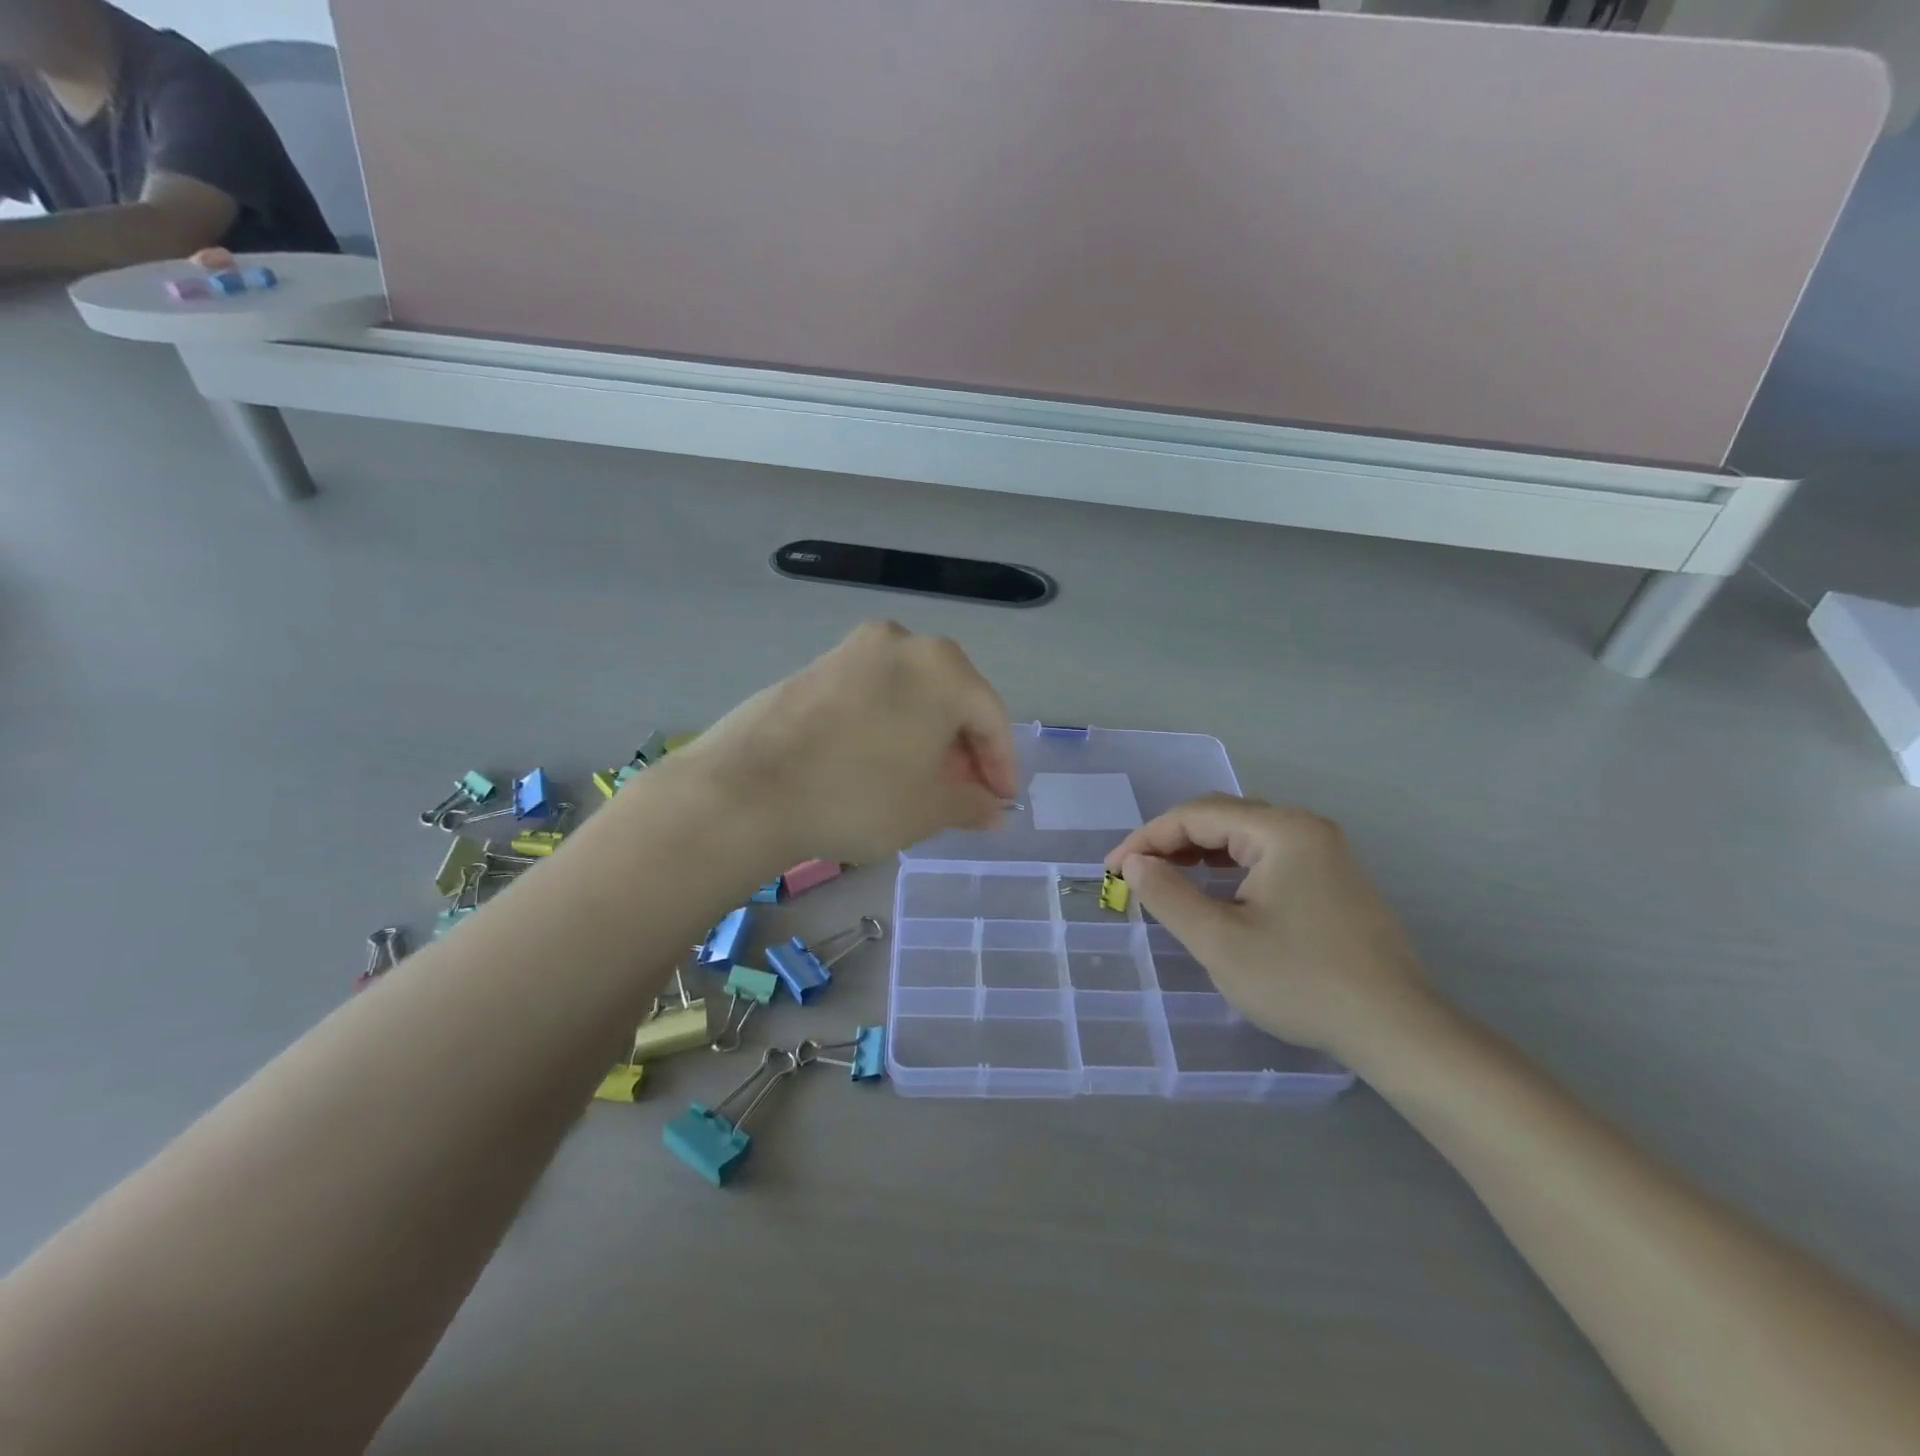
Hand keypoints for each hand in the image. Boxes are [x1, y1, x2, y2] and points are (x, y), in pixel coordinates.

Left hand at [665, 622, 1017, 865]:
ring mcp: (853, 650)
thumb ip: (971, 803)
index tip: (1002, 802)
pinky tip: (877, 762)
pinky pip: (872, 695)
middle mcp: (902, 643)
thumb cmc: (858, 795)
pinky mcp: (816, 667)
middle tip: (962, 795)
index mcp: (944, 668)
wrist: (748, 788)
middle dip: (962, 750)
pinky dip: (887, 725)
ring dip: (924, 737)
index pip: (991, 718)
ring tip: (920, 783)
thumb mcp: (927, 809)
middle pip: (951, 700)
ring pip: (910, 695)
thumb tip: (994, 810)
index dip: (1001, 765)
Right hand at [1105, 794, 1430, 1064]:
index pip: (1197, 815)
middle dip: (1171, 841)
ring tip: (1165, 878)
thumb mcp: (1220, 941)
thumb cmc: (1301, 981)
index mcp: (1281, 830)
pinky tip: (1214, 891)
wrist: (1396, 1030)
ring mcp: (1325, 852)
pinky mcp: (1333, 879)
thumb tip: (1135, 864)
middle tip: (1136, 873)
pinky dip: (1230, 867)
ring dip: (1199, 852)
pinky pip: (1267, 856)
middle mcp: (1305, 828)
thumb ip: (1169, 895)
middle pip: (1222, 817)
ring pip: (1245, 836)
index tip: (1113, 869)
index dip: (1147, 838)